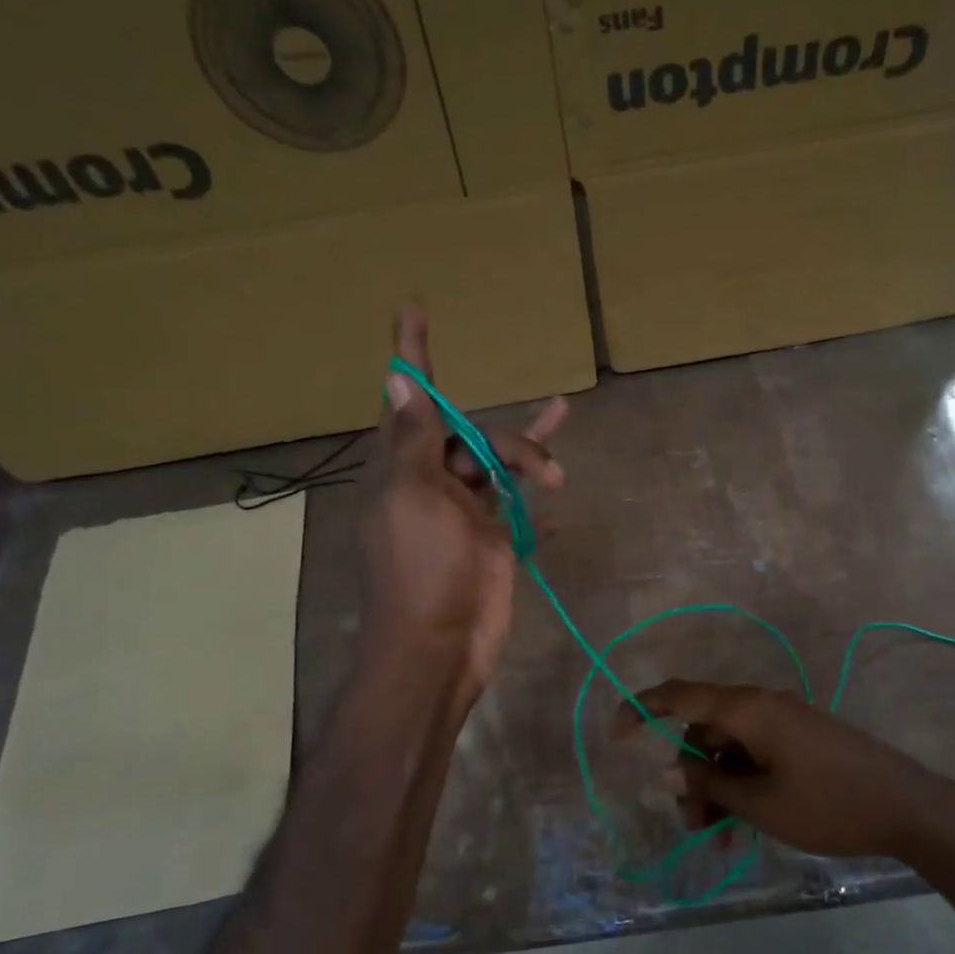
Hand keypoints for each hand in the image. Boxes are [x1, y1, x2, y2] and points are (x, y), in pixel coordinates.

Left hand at [360, 308, 565, 703]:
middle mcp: (430, 481)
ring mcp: (465, 510)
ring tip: (557, 476)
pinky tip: (557, 487)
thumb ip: (414, 440)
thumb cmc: (421, 570)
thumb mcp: (413, 497)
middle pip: (470, 433)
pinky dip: (536, 494)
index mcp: (401, 465)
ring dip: (531, 457)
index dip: (411, 354)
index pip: (407, 397)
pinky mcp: (493, 537)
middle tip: (538, 466)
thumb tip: (397, 380)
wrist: (441, 646)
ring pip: (499, 463)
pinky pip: (519, 502)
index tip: (413, 308)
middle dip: (506, 439)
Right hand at [616, 681, 954, 860]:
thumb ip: (710, 783)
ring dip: (714, 787)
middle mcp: (761, 707)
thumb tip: (669, 770)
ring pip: (728, 748)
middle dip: (687, 772)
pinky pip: (754, 757)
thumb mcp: (760, 802)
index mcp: (748, 710)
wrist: (908, 809)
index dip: (641, 708)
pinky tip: (738, 829)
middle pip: (703, 729)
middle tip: (688, 820)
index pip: (680, 695)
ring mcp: (783, 724)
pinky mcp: (800, 742)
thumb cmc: (828, 804)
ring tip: (713, 836)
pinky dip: (740, 786)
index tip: (616, 735)